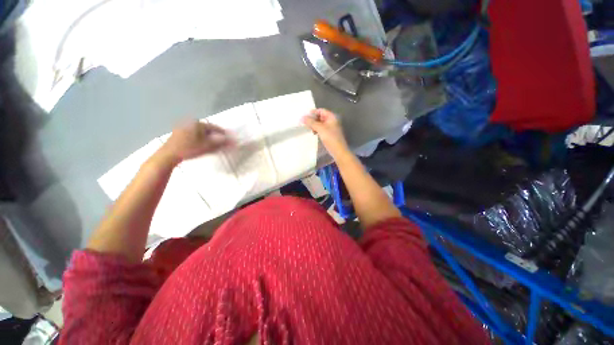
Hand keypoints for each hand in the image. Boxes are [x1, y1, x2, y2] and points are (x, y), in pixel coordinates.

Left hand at [159, 121, 233, 164]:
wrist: (168, 155)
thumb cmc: (189, 149)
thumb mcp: (207, 146)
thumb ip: (220, 143)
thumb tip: (231, 140)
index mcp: (198, 124)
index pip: (214, 127)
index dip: (223, 133)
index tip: (229, 138)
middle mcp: (190, 123)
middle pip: (207, 129)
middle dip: (215, 135)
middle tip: (221, 142)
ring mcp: (183, 128)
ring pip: (200, 132)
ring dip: (208, 138)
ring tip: (213, 145)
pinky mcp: (179, 134)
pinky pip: (194, 134)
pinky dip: (200, 138)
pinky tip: (202, 145)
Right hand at [301, 109, 348, 157]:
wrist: (338, 151)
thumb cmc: (331, 138)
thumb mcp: (320, 129)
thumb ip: (311, 122)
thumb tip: (302, 117)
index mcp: (332, 117)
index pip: (321, 111)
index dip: (313, 112)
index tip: (304, 116)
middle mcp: (332, 121)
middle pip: (320, 117)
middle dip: (312, 119)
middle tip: (304, 123)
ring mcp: (331, 128)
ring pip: (320, 124)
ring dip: (314, 125)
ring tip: (307, 128)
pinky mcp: (329, 135)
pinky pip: (321, 130)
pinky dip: (317, 130)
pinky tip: (313, 133)